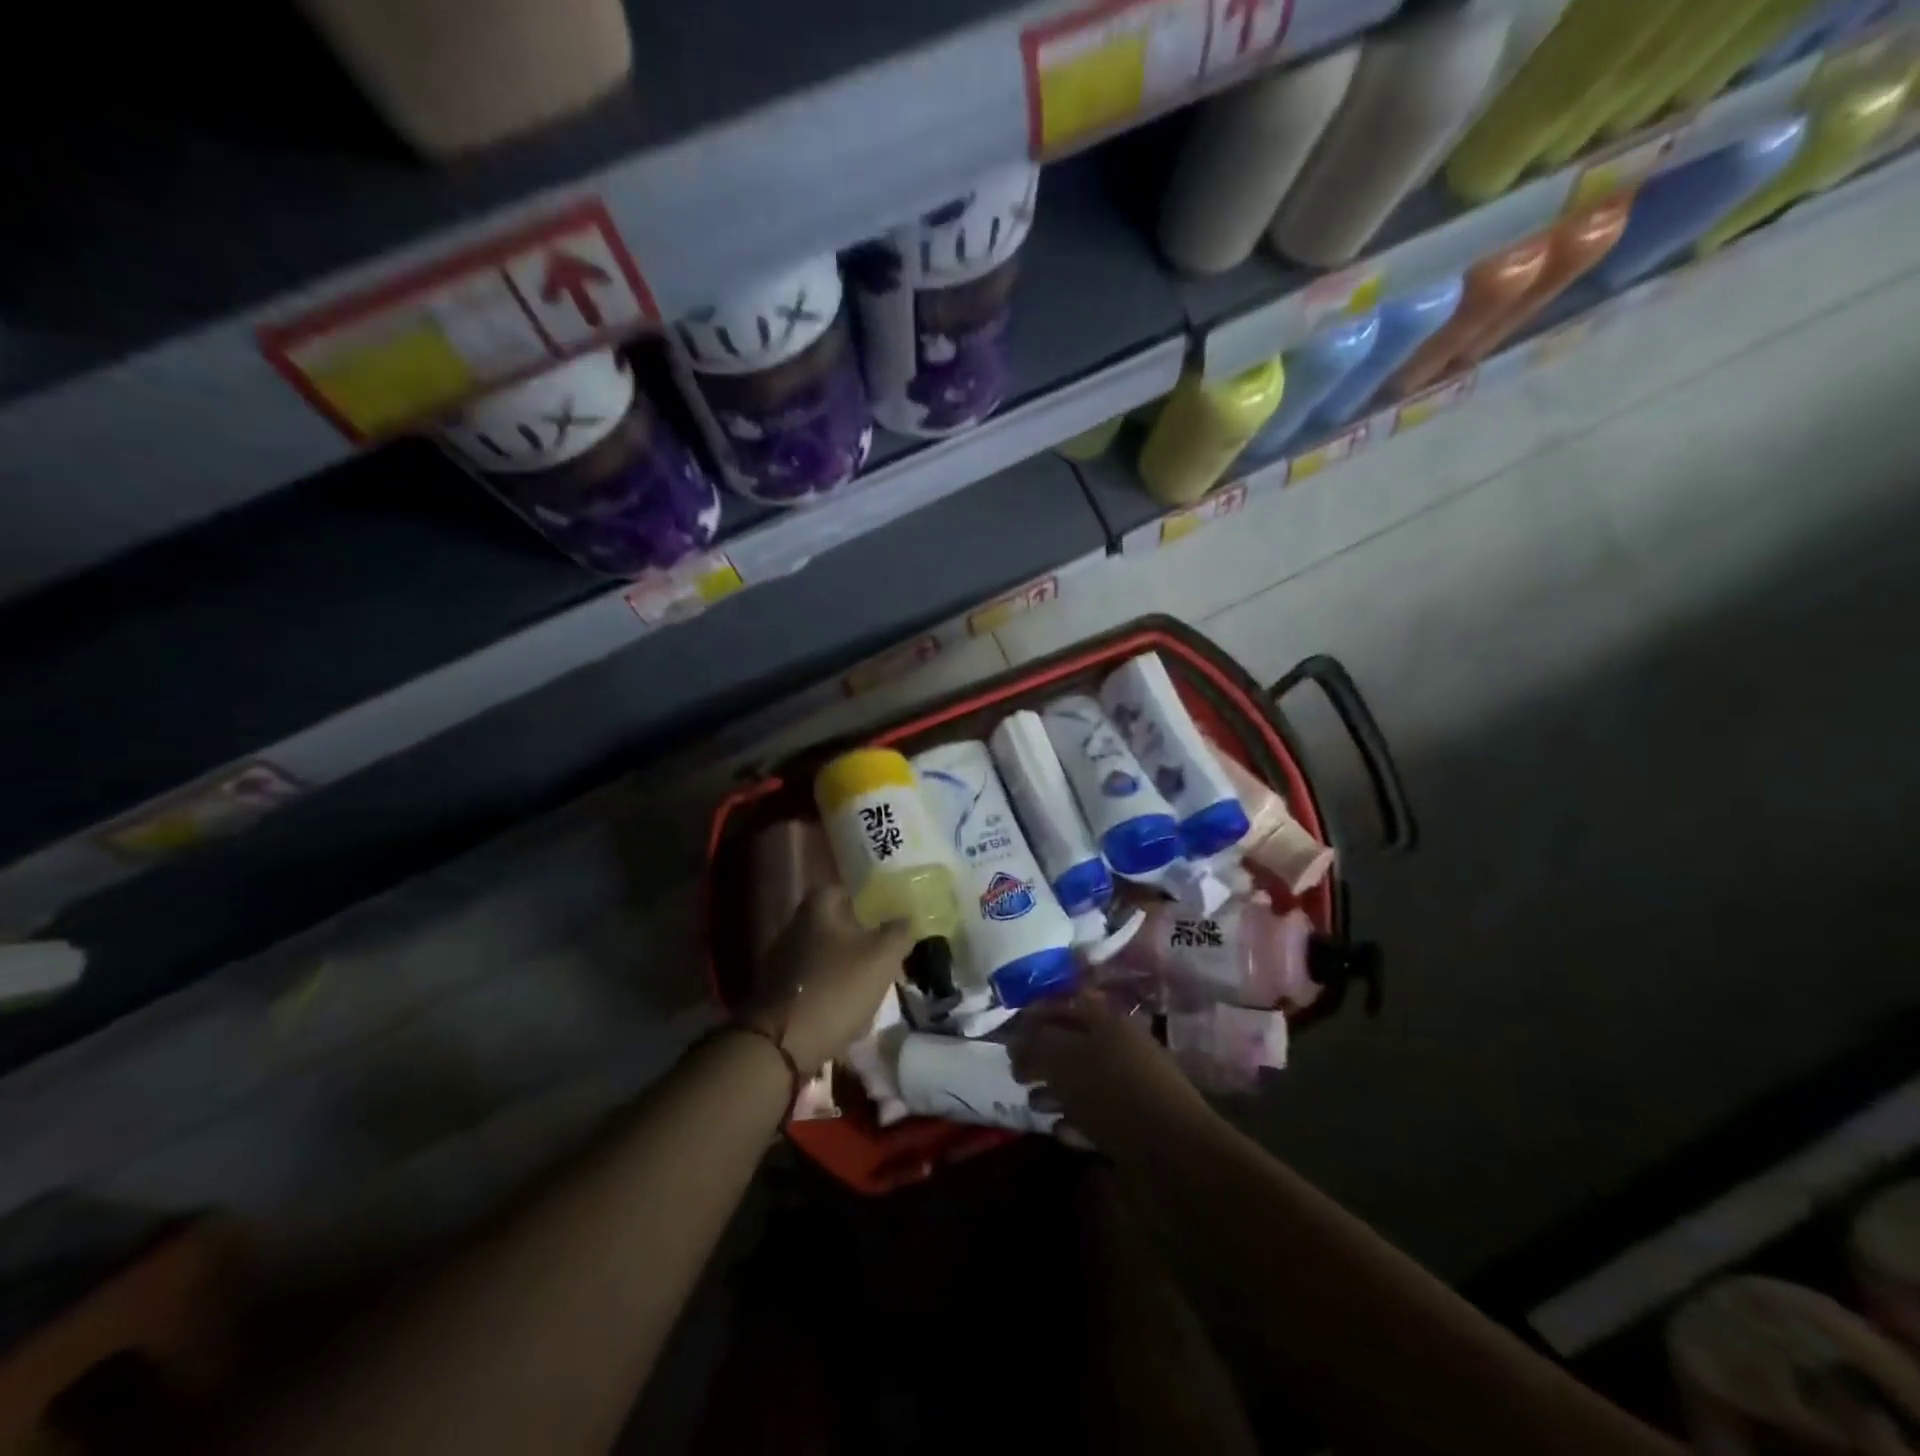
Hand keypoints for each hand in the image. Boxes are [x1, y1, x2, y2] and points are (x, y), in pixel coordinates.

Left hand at [745, 887, 912, 1073]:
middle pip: (835, 924)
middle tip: (886, 956)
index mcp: (817, 908)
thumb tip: (906, 918)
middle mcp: (794, 926)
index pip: (845, 890)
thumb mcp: (882, 956)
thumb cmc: (836, 988)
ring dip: (846, 968)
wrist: (782, 1044)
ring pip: (825, 955)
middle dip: (861, 939)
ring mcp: (780, 960)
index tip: (889, 919)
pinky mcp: (775, 992)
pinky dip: (830, 992)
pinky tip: (847, 1012)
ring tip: (872, 988)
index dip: (869, 901)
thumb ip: (899, 931)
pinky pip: (812, 983)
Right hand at [1011, 993, 1214, 1153]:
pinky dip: (1075, 1119)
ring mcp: (1130, 1085)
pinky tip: (1059, 1130)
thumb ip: (1036, 1044)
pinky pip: (1097, 1114)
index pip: (1065, 1004)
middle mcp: (1120, 1046)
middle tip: (1016, 1073)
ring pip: (1083, 1080)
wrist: (1174, 1154)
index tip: (1008, 1034)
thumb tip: (1017, 1040)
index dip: (1035, 1015)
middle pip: (1072, 1043)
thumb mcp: (1064, 1060)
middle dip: (1042, 1056)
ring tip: (1032, 1103)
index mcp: (1106, 1020)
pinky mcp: (1135, 1123)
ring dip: (1055, 1090)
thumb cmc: (1113, 1093)